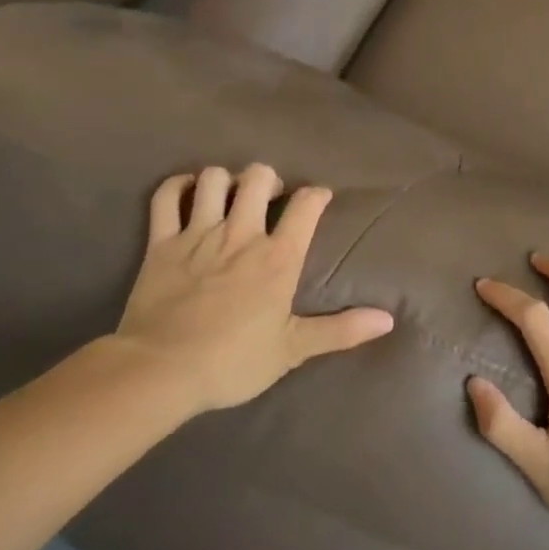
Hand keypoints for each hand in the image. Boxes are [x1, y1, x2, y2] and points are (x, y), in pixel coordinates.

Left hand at [111, 164, 393, 414]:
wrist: (161, 372)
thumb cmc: (232, 362)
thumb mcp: (292, 350)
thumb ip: (340, 330)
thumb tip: (387, 319)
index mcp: (277, 258)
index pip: (306, 206)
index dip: (317, 195)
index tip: (319, 199)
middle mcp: (241, 234)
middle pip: (258, 177)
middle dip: (268, 179)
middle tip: (270, 198)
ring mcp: (198, 234)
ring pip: (214, 179)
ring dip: (226, 180)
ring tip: (230, 195)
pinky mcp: (161, 242)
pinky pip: (166, 197)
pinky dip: (177, 186)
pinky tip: (187, 190)